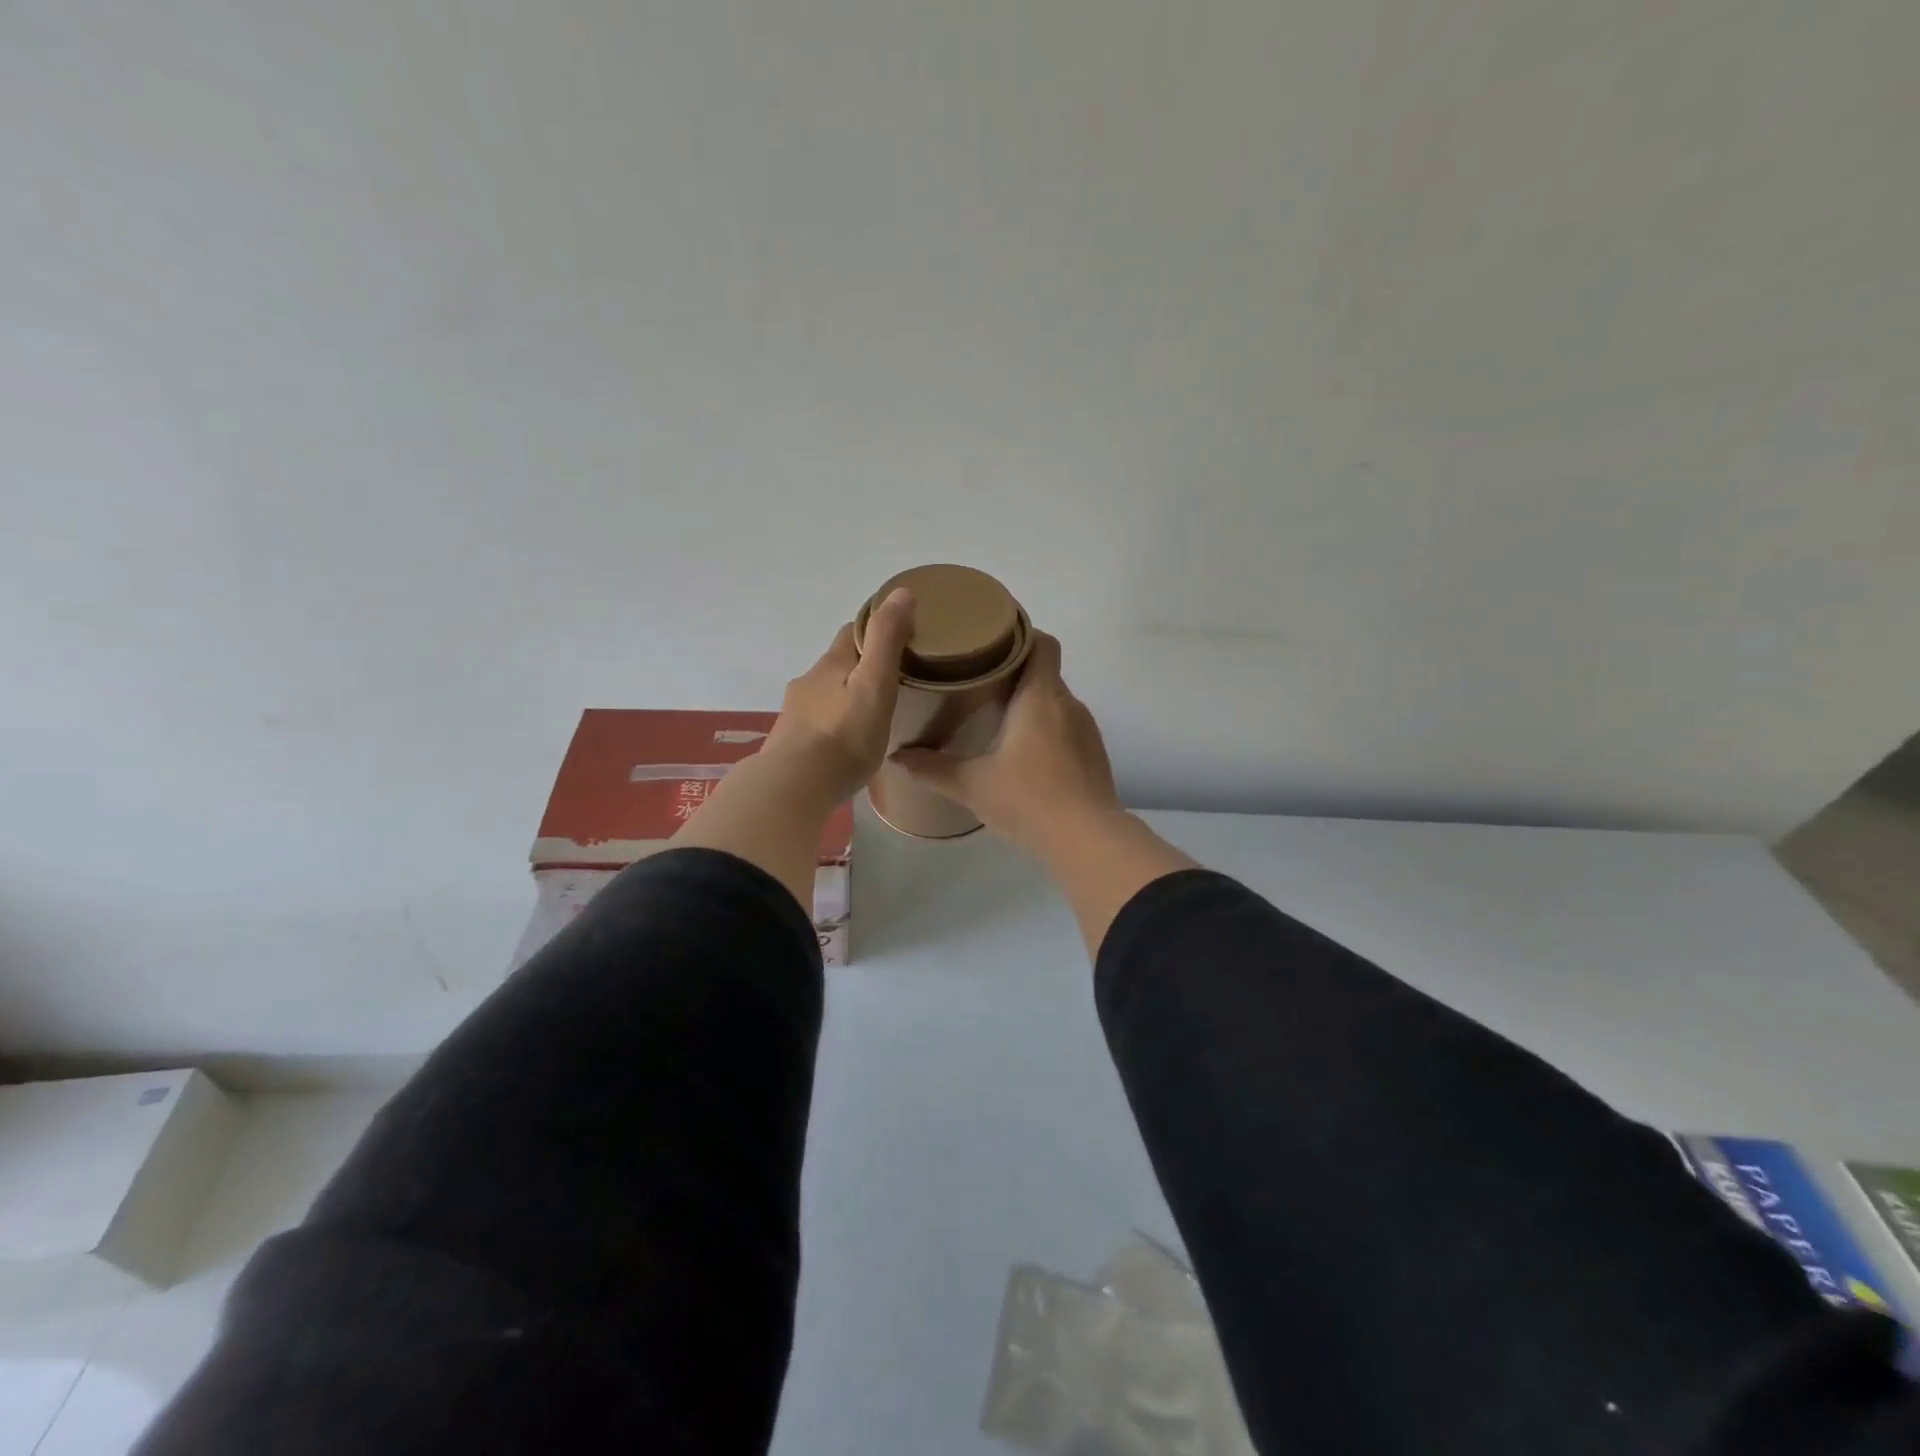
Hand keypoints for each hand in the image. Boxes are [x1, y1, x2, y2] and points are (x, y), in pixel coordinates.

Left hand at [761, 588, 915, 805]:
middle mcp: (807, 682)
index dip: (874, 629)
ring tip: (871, 716)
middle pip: (837, 665)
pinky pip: (817, 724)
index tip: (899, 638)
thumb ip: (886, 640)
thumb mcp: (875, 684)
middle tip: (892, 682)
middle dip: (860, 667)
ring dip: (845, 698)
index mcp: (830, 664)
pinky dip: (833, 724)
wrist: (794, 786)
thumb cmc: (844, 735)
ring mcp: (794, 713)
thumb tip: (900, 592)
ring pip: (825, 695)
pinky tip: (845, 744)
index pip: (851, 632)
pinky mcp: (789, 742)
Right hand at [892, 632, 1122, 855]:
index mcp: (1040, 696)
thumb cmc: (1028, 799)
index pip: (1042, 643)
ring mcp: (1086, 730)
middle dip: (1015, 673)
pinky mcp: (1094, 755)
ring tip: (998, 718)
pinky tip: (1025, 754)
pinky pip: (1068, 727)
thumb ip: (932, 768)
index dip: (1021, 635)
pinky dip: (1046, 730)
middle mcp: (1068, 704)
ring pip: (1056, 702)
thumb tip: (897, 756)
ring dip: (1031, 704)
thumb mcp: (972, 785)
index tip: (991, 642)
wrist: (1087, 840)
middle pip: (1045, 672)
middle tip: (979, 683)